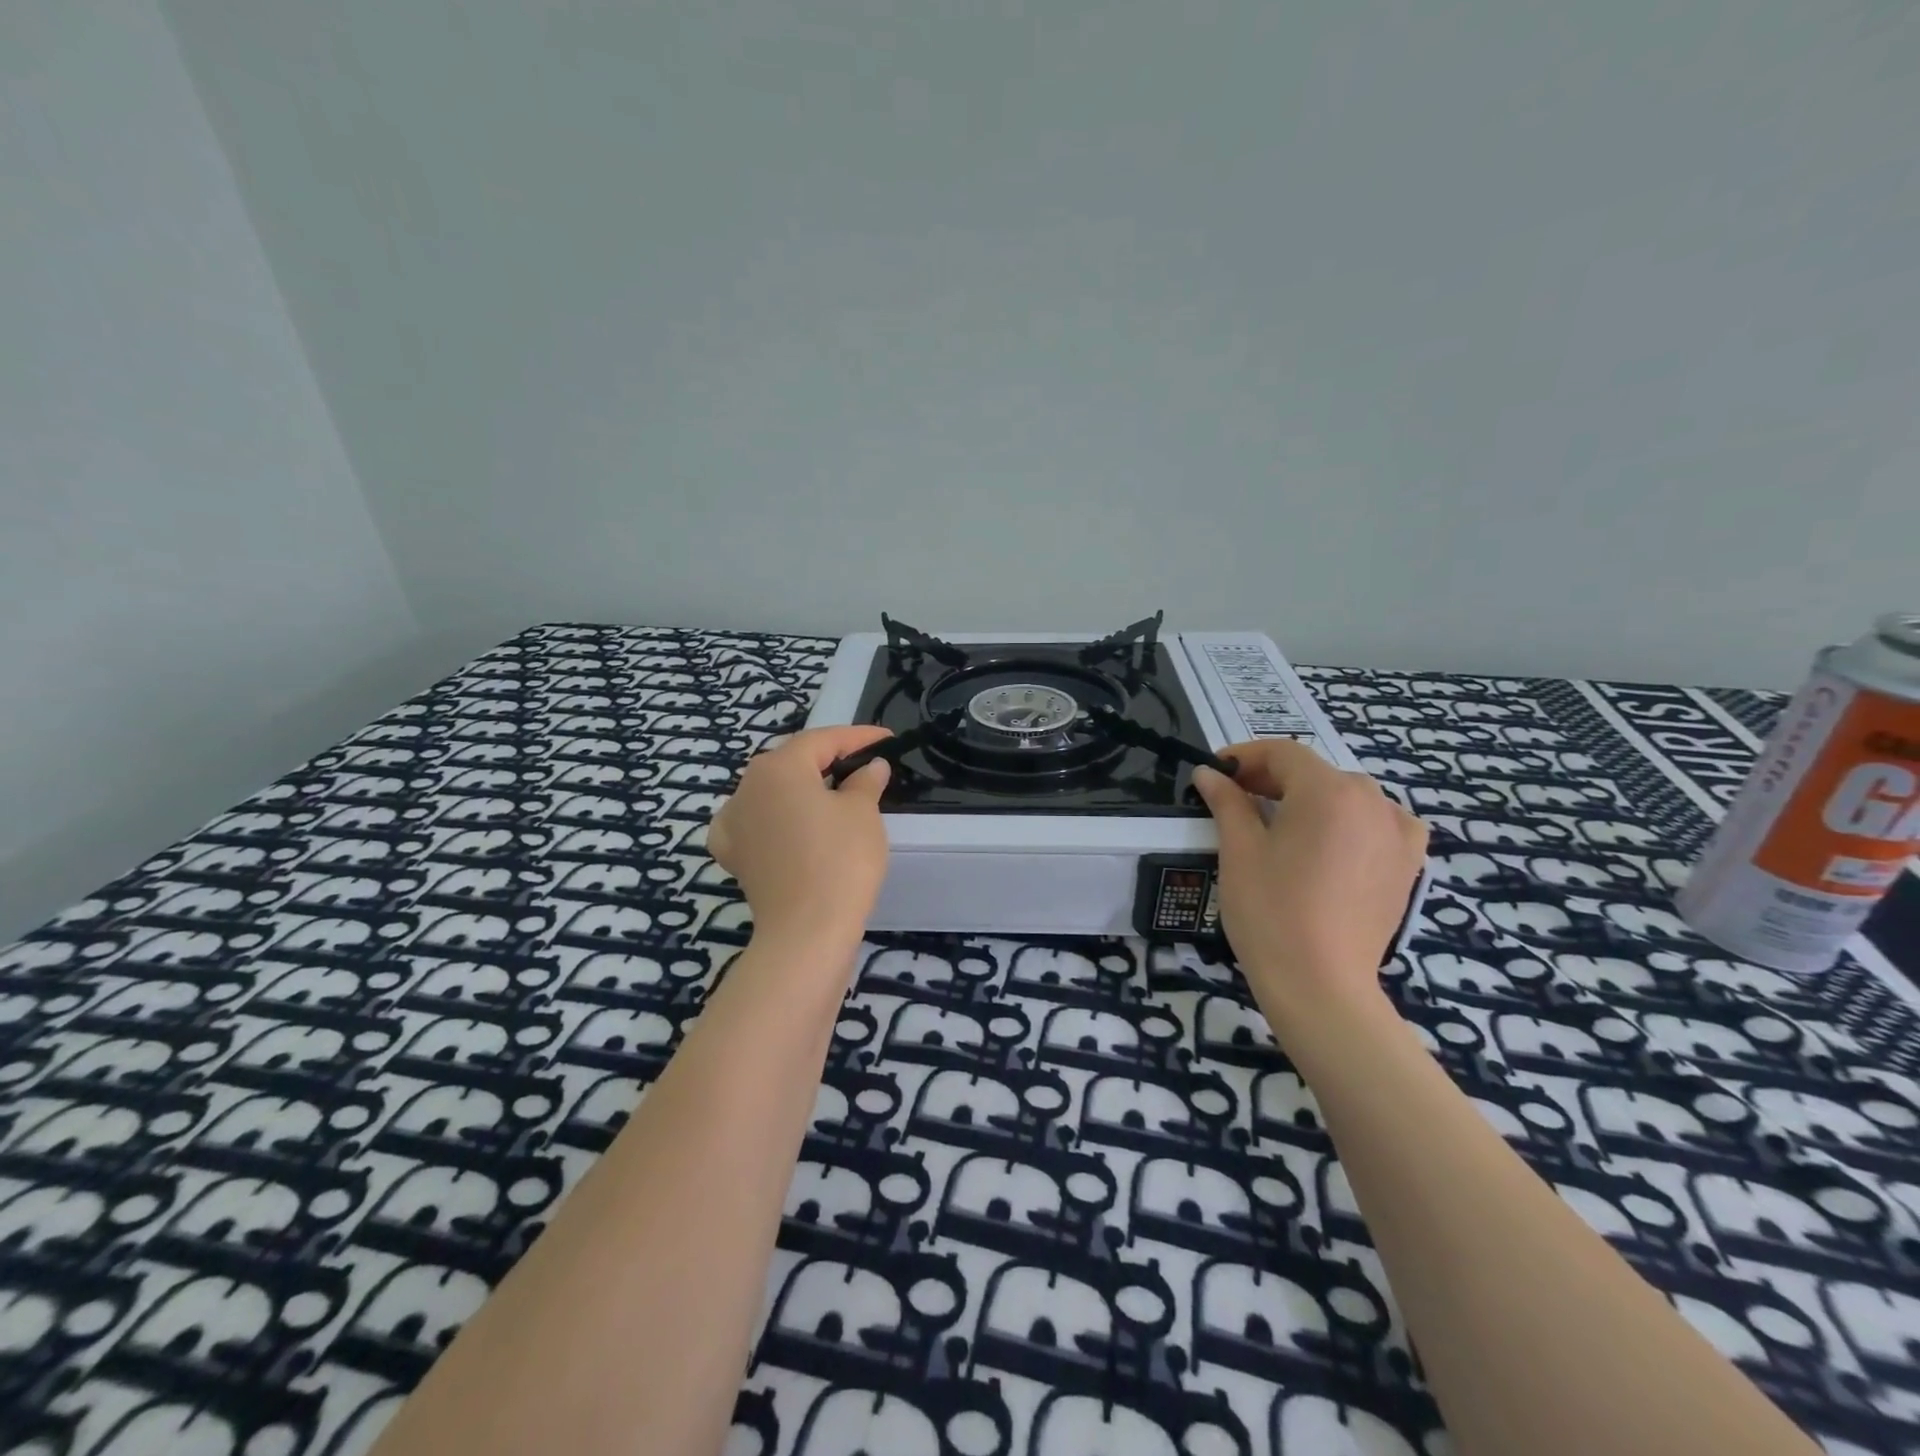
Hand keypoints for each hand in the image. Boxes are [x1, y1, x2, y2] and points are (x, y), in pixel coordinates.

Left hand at [707, 726, 893, 948]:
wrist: (806, 932)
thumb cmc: (840, 861)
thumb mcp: (863, 813)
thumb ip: (866, 781)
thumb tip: (871, 767)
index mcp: (778, 767)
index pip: (823, 739)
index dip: (858, 737)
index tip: (887, 739)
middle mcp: (746, 787)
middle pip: (792, 763)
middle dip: (827, 760)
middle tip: (863, 764)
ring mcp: (732, 822)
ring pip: (771, 792)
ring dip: (801, 789)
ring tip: (833, 793)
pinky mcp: (732, 855)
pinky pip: (754, 824)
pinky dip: (774, 819)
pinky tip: (788, 826)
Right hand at [1193, 740, 1427, 1008]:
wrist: (1320, 984)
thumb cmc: (1270, 910)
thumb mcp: (1239, 850)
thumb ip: (1227, 802)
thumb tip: (1208, 774)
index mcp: (1328, 791)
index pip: (1283, 754)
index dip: (1245, 756)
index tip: (1216, 772)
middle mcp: (1372, 800)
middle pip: (1316, 773)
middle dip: (1273, 779)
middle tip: (1236, 799)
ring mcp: (1398, 833)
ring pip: (1347, 796)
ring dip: (1310, 799)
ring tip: (1279, 823)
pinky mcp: (1409, 864)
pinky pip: (1380, 823)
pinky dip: (1352, 821)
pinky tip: (1333, 840)